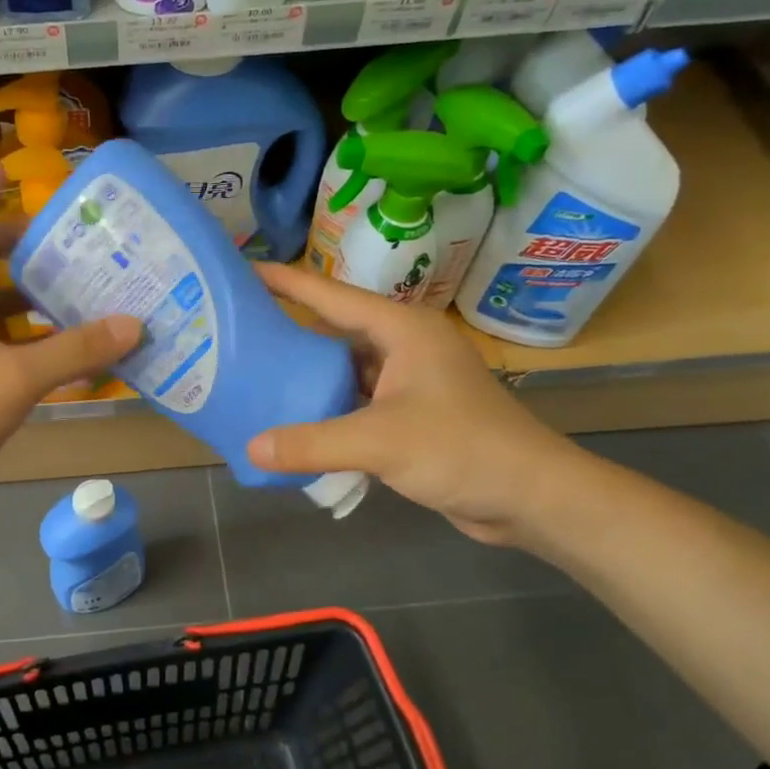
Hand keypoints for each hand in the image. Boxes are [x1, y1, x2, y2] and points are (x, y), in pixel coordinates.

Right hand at [246, 263, 588, 545]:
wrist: (531, 496)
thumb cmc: (461, 448)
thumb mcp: (380, 442)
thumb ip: (312, 443)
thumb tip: (250, 448)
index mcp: (402, 329)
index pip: (331, 296)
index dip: (286, 282)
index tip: (243, 272)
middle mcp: (405, 346)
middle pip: (335, 331)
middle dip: (290, 330)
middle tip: (238, 332)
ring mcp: (410, 381)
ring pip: (346, 369)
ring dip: (308, 376)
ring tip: (256, 377)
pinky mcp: (412, 415)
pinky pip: (358, 401)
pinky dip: (329, 409)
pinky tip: (297, 422)